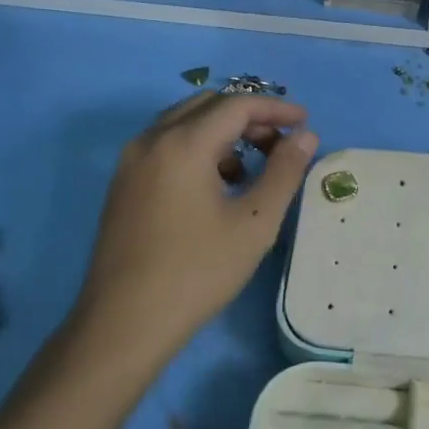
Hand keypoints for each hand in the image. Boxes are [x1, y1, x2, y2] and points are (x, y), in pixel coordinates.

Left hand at [72, 92, 318, 366]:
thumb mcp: (254, 224)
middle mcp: (152, 140)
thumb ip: (285, 172)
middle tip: (281, 143)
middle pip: (208, 105)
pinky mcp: (123, 183)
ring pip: (185, 122)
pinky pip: (167, 144)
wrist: (124, 324)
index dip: (275, 108)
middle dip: (249, 116)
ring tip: (252, 167)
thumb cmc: (197, 272)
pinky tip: (217, 185)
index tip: (305, 122)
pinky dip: (198, 147)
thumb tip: (305, 136)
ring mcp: (131, 161)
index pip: (237, 104)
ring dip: (223, 131)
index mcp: (183, 144)